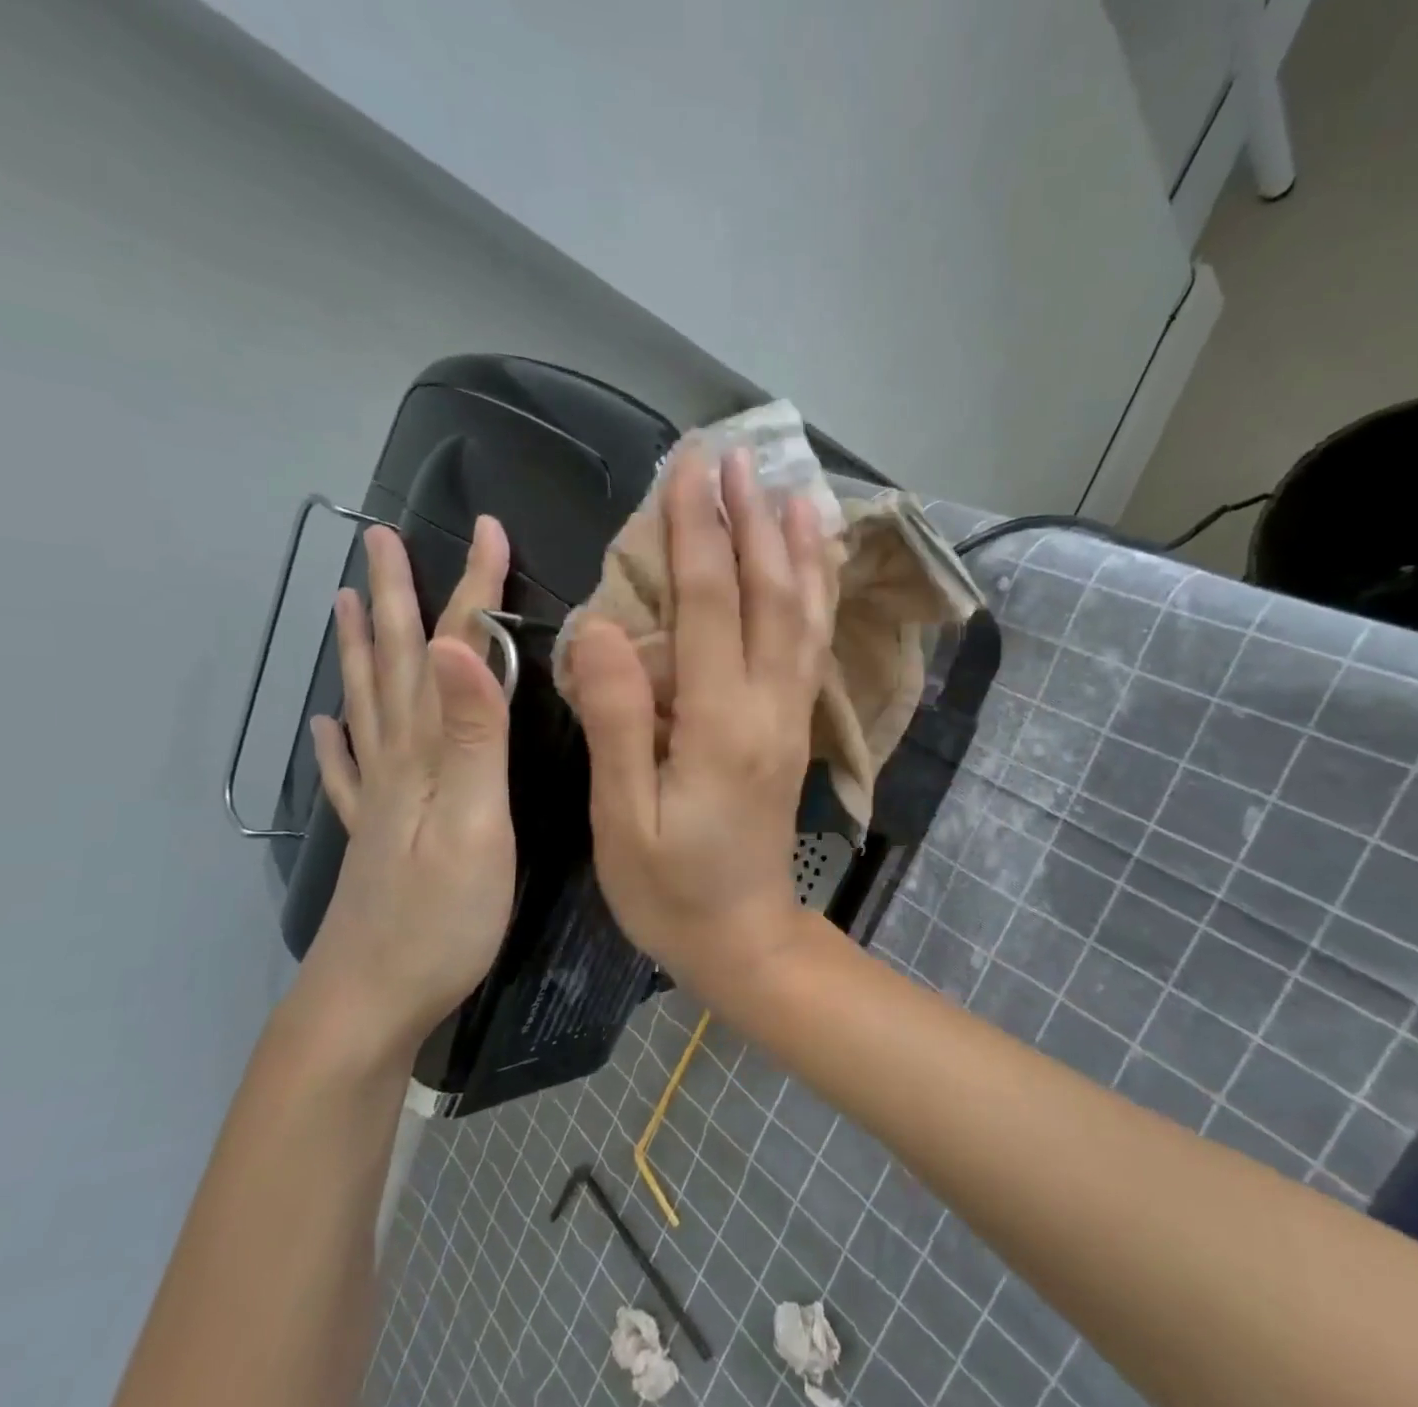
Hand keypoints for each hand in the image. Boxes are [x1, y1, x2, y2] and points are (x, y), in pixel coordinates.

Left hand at [304, 519, 515, 1046]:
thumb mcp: (476, 824)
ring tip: (340, 600)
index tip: (486, 530)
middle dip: (397, 597)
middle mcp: (396, 762)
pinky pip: (347, 773)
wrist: (371, 1005)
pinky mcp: (374, 835)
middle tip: (382, 538)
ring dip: (357, 649)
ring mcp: (379, 799)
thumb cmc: (442, 919)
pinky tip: (321, 726)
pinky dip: (334, 741)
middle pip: (395, 664)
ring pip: (366, 705)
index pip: (451, 651)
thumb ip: (473, 737)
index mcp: (429, 752)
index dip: (470, 590)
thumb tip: (455, 645)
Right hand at [568, 448, 833, 1002]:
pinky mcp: (794, 730)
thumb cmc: (670, 891)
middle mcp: (768, 709)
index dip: (696, 532)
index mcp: (720, 725)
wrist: (745, 939)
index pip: (709, 606)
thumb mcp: (622, 819)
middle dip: (749, 521)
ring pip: (804, 616)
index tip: (688, 468)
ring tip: (793, 488)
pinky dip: (816, 596)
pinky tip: (814, 566)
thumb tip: (601, 629)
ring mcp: (791, 718)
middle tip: (735, 455)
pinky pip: (811, 649)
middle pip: (768, 596)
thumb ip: (616, 721)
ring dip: (797, 548)